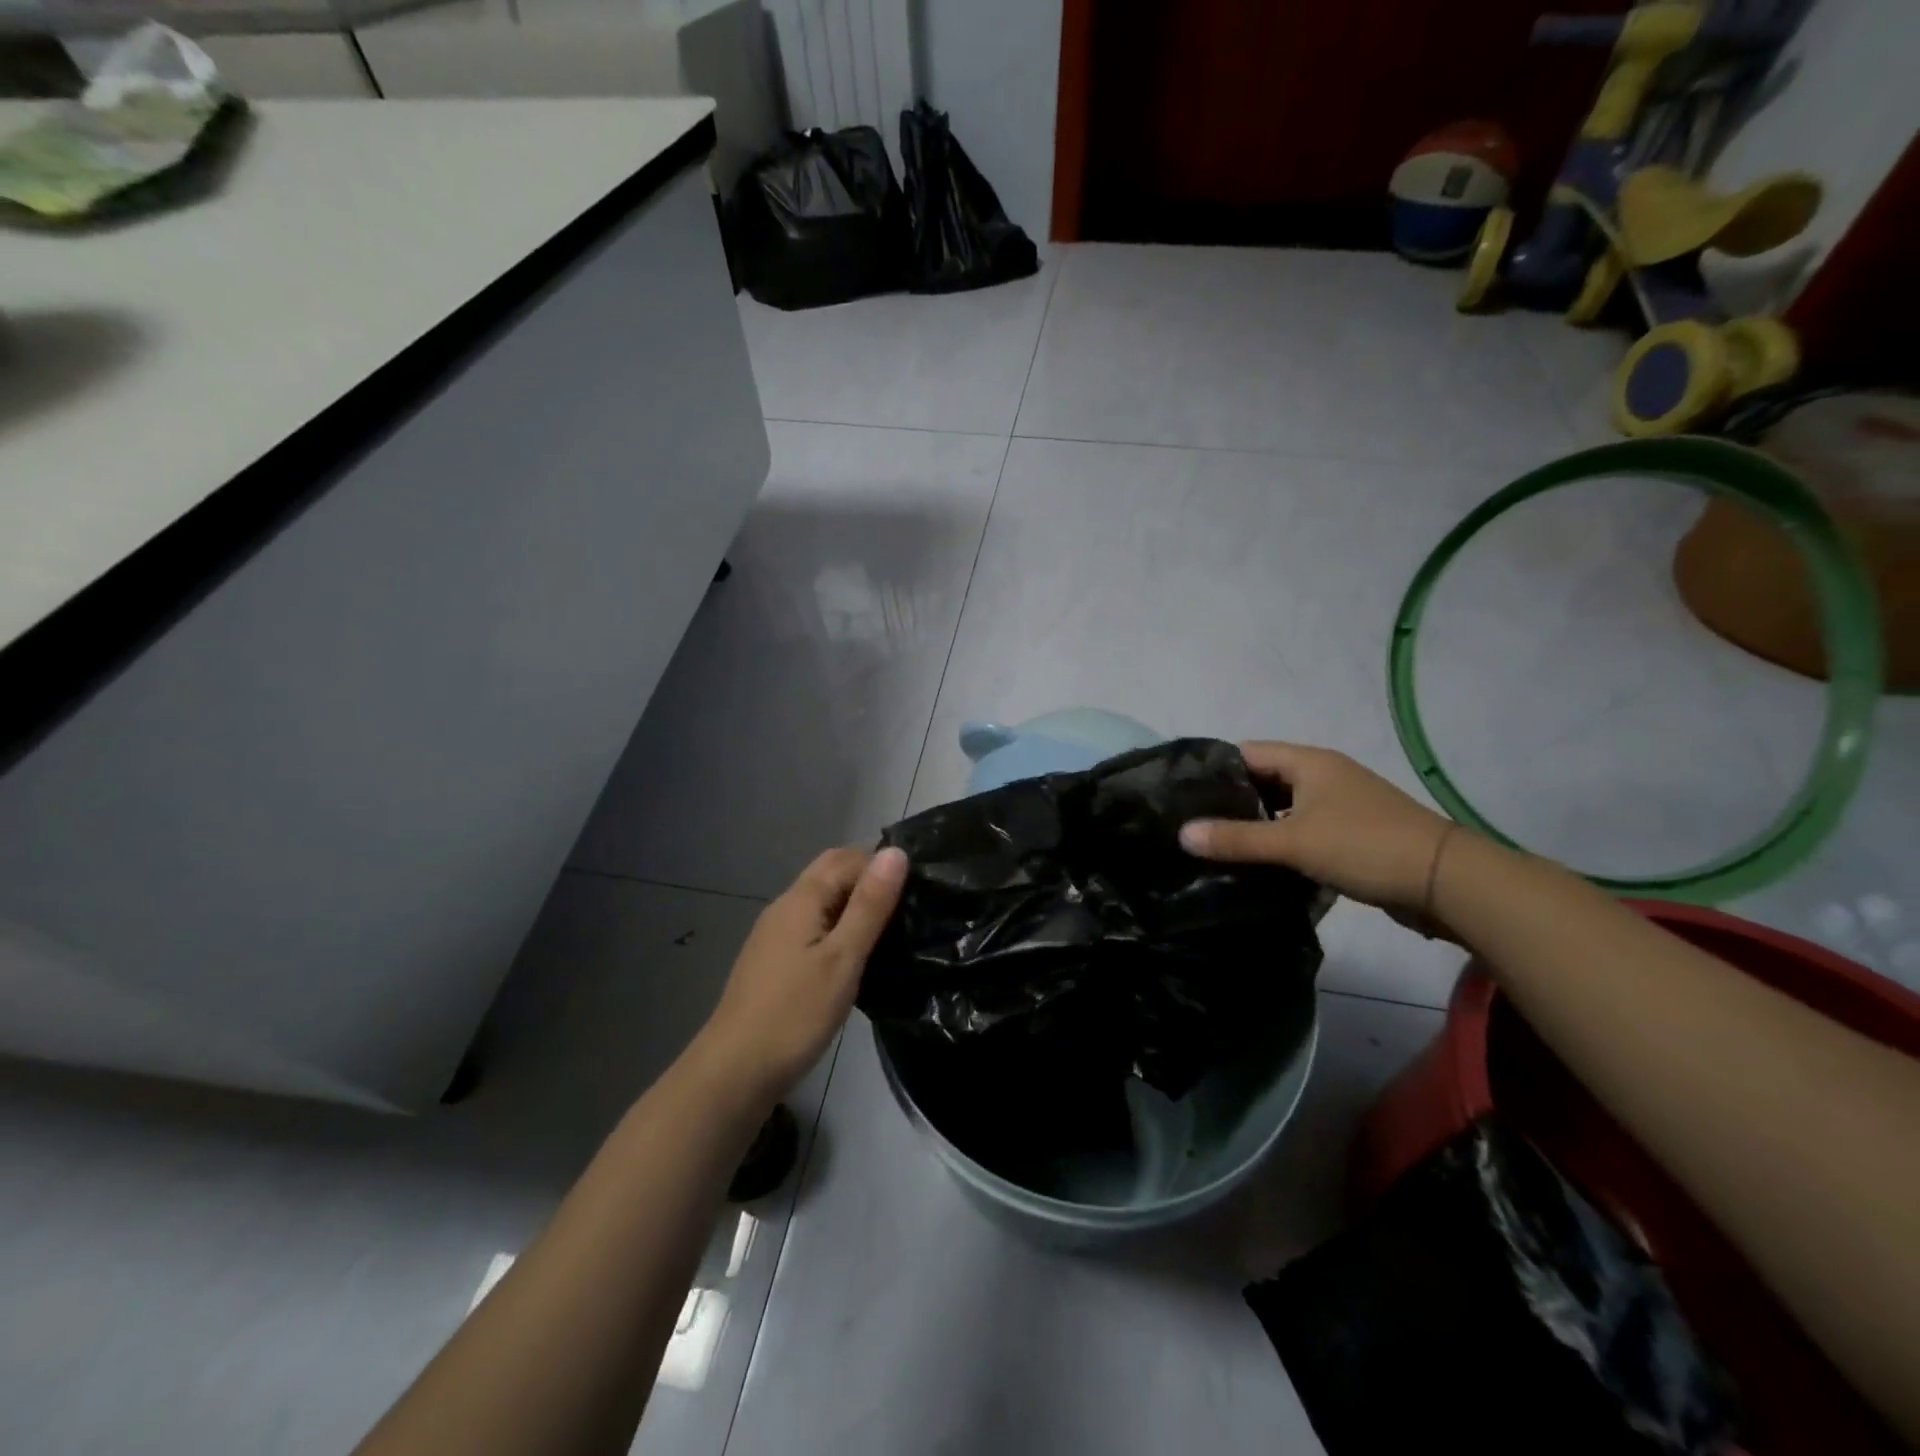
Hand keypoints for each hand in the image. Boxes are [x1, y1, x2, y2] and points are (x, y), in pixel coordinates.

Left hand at [696, 846, 907, 1105]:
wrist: (734, 1072)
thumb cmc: (795, 1014)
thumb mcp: (843, 958)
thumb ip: (870, 905)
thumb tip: (896, 852)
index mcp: (801, 898)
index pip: (848, 857)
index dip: (883, 866)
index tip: (917, 891)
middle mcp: (785, 907)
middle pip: (831, 873)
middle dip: (869, 881)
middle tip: (906, 909)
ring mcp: (775, 935)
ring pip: (822, 901)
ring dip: (854, 905)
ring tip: (890, 934)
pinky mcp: (774, 961)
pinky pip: (813, 926)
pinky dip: (838, 928)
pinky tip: (855, 958)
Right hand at [1179, 742, 1453, 920]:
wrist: (1446, 880)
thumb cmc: (1364, 846)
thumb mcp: (1294, 842)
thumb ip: (1236, 839)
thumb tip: (1182, 833)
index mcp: (1309, 762)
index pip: (1247, 752)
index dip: (1213, 769)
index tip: (1181, 793)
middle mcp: (1323, 774)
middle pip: (1263, 779)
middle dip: (1230, 800)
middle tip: (1193, 823)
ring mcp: (1340, 803)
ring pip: (1283, 806)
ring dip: (1255, 823)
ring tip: (1216, 844)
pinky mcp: (1351, 831)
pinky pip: (1302, 827)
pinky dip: (1280, 840)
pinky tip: (1258, 861)